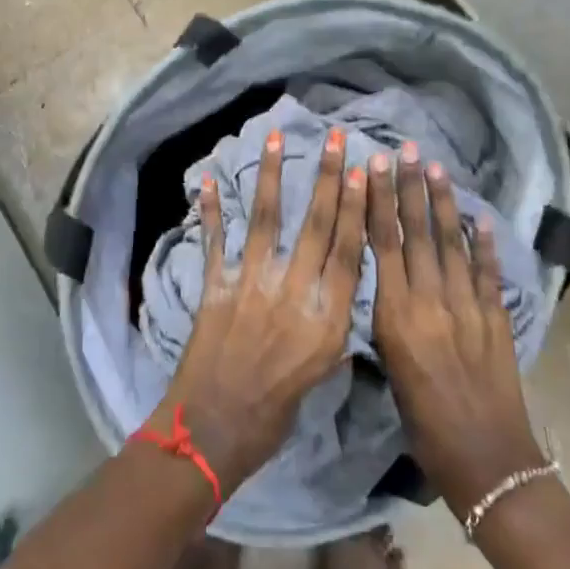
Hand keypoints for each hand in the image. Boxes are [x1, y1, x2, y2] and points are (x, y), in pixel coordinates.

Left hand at [150, 127, 366, 495]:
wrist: (215, 430)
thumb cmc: (275, 411)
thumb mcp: (320, 373)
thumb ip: (330, 327)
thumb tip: (336, 293)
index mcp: (327, 316)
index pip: (349, 250)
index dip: (357, 207)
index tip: (363, 171)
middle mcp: (295, 290)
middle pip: (317, 224)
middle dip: (327, 177)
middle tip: (334, 138)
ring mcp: (253, 283)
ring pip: (268, 218)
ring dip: (271, 175)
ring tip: (274, 138)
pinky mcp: (217, 285)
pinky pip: (215, 239)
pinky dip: (210, 209)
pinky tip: (206, 179)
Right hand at [367, 145, 544, 514]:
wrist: (485, 461)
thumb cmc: (423, 423)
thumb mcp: (390, 366)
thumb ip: (388, 317)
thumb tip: (385, 278)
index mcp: (397, 315)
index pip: (384, 244)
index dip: (379, 201)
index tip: (375, 167)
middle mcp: (431, 301)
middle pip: (417, 233)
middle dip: (410, 188)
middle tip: (406, 149)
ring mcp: (468, 306)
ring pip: (452, 243)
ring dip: (444, 203)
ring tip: (436, 167)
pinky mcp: (497, 318)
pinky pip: (489, 271)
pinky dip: (485, 243)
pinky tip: (481, 217)